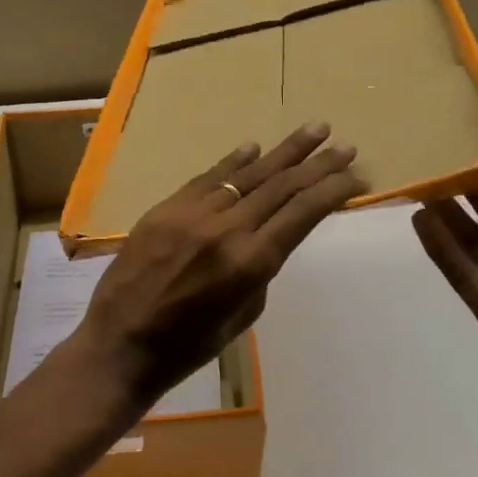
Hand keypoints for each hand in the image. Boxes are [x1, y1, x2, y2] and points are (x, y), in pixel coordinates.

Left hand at [73, 124, 364, 405]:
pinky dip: (233, 161)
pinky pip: (207, 177)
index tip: (357, 177)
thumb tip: (266, 236)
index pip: (303, 213)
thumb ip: (260, 270)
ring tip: (316, 130)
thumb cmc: (188, 346)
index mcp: (251, 263)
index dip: (334, 190)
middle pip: (282, 186)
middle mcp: (227, 228)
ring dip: (284, 151)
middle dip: (319, 164)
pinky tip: (254, 147)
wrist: (120, 344)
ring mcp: (193, 213)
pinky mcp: (166, 208)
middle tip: (346, 146)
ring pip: (248, 173)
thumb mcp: (242, 316)